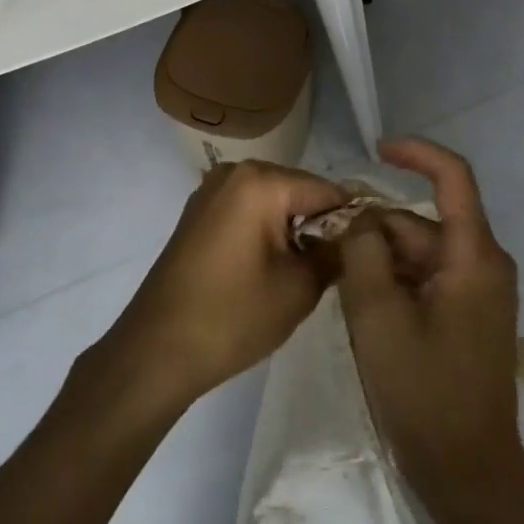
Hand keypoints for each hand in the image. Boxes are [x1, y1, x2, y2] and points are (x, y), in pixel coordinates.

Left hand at [98, 160, 343, 412]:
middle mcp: (236, 171)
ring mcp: (212, 190)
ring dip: (293, 229)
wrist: (155, 351)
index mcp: (261, 180)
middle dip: (321, 224)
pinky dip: (267, 231)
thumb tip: (357, 238)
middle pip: (298, 190)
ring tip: (307, 271)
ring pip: (274, 201)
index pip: (326, 190)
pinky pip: (248, 210)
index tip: (369, 250)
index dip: (352, 220)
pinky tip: (272, 267)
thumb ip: (335, 254)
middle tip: (338, 266)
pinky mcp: (200, 212)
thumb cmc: (231, 316)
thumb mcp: (298, 289)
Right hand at [338, 137, 523, 503]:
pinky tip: (362, 306)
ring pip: (419, 251)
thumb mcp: (378, 316)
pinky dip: (393, 281)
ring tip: (339, 284)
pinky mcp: (468, 314)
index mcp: (474, 255)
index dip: (416, 152)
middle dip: (375, 228)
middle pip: (422, 222)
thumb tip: (356, 216)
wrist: (470, 478)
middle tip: (326, 247)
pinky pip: (426, 277)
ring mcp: (477, 291)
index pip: (453, 175)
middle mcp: (483, 263)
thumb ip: (361, 252)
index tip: (376, 149)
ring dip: (379, 259)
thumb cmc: (425, 394)